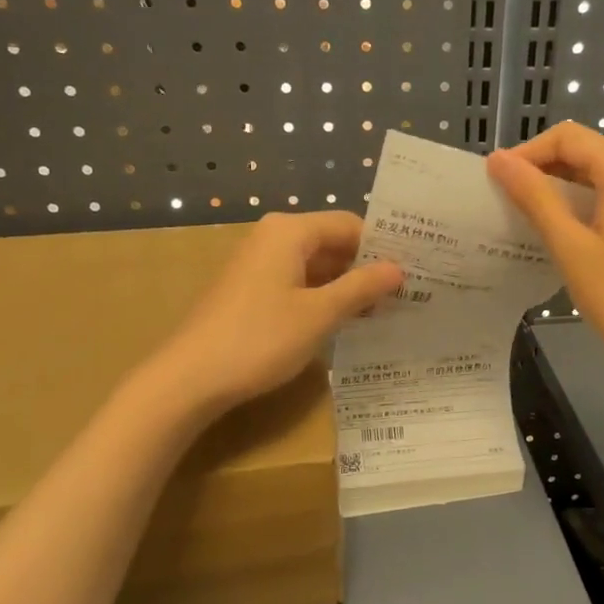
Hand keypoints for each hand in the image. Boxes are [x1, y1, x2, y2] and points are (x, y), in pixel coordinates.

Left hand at [153, 212, 401, 414]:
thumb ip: (361, 287)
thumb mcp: (319, 314)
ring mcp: (258, 264)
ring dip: (347, 286)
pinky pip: (298, 283)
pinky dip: (323, 297)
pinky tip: (346, 321)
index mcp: (290, 232)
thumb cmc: (260, 338)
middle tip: (406, 294)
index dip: (382, 247)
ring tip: (384, 310)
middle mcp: (273, 238)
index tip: (414, 271)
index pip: (350, 225)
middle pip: (332, 242)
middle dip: (366, 268)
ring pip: (316, 265)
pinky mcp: (251, 290)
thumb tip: (398, 269)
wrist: (190, 378)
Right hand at [488, 123, 603, 400]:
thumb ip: (534, 197)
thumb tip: (499, 160)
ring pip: (602, 175)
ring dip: (563, 188)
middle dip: (544, 168)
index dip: (528, 152)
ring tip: (528, 216)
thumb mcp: (569, 245)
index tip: (496, 180)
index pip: (568, 137)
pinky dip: (586, 205)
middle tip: (506, 199)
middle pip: (587, 151)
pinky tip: (566, 233)